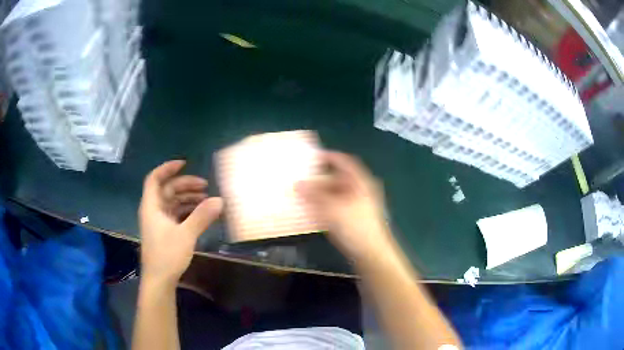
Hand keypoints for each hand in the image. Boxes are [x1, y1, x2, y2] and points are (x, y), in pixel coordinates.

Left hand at [139, 160, 222, 283]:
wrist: (159, 280)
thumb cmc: (167, 255)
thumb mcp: (186, 234)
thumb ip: (202, 216)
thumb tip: (220, 200)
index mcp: (152, 206)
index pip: (155, 178)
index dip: (168, 168)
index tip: (185, 164)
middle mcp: (153, 211)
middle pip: (167, 190)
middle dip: (185, 185)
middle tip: (205, 186)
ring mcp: (158, 222)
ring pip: (172, 203)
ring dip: (188, 199)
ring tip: (206, 200)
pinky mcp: (164, 232)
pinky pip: (175, 214)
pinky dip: (187, 211)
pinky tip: (200, 214)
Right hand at [297, 152, 392, 260]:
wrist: (371, 252)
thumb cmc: (355, 226)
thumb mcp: (332, 209)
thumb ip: (314, 195)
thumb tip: (297, 184)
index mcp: (361, 182)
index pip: (345, 162)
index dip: (329, 157)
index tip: (312, 157)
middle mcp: (362, 190)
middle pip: (340, 178)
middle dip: (321, 178)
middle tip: (303, 178)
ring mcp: (359, 204)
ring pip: (338, 193)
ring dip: (322, 193)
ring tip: (304, 194)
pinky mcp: (355, 217)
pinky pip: (338, 205)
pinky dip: (326, 205)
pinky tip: (313, 210)